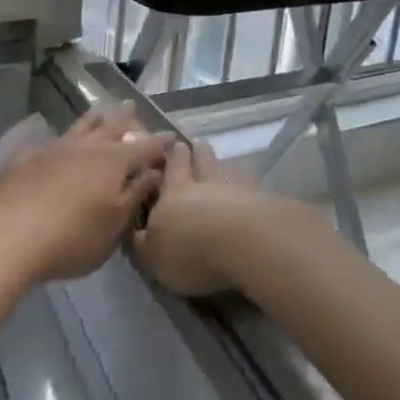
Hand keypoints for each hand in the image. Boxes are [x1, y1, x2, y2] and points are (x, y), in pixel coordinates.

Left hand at [0, 104, 171, 305]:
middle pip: (111, 126)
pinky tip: (61, 139)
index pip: (145, 148)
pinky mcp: (29, 157)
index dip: (160, 143)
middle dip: (125, 118)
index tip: (172, 136)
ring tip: (101, 110)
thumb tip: (153, 172)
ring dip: (95, 118)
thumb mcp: (113, 224)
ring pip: (81, 126)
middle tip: (133, 106)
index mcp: (113, 162)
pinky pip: (54, 139)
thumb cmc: (72, 237)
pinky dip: (66, 135)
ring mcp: (55, 148)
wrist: (10, 234)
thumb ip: (134, 195)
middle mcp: (87, 147)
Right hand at [132, 139, 276, 297]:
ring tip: (219, 162)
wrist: (244, 242)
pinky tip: (248, 189)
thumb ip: (142, 243)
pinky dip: (246, 186)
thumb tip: (135, 233)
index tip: (170, 145)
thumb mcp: (153, 256)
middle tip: (193, 143)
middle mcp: (204, 183)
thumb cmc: (190, 249)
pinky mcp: (264, 200)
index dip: (169, 157)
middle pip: (199, 161)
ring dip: (220, 164)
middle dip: (194, 152)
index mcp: (173, 193)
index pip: (170, 169)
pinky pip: (250, 187)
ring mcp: (237, 188)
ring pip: (225, 170)